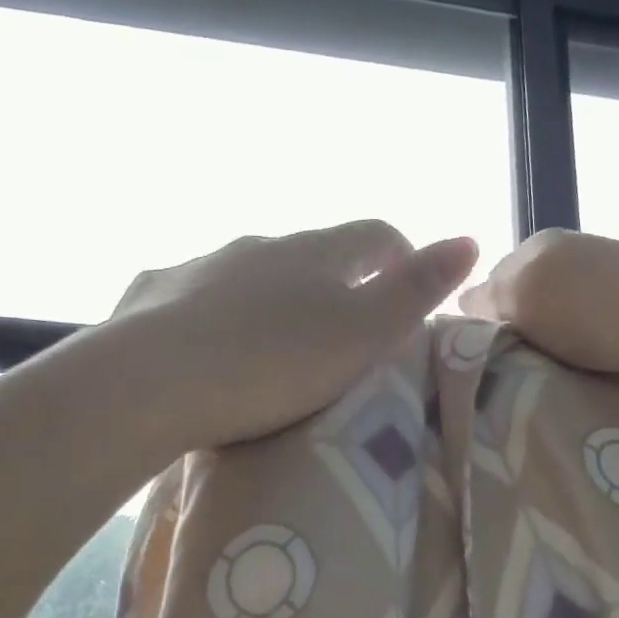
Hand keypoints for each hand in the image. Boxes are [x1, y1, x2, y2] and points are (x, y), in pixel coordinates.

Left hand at [113, 221, 477, 449]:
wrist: (149, 382)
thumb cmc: (273, 363)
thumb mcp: (363, 334)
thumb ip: (417, 290)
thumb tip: (469, 239)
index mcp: (315, 252)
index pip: (375, 235)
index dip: (400, 256)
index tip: (408, 289)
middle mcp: (258, 245)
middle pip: (311, 252)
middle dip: (334, 281)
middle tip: (342, 330)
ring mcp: (200, 265)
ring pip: (250, 272)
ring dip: (271, 297)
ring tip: (274, 345)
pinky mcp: (154, 293)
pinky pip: (194, 295)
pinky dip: (213, 313)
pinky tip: (206, 347)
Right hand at [459, 228, 618, 403]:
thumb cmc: (599, 308)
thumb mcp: (524, 293)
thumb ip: (488, 298)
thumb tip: (463, 303)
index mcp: (542, 248)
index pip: (490, 285)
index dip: (481, 324)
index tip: (476, 364)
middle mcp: (574, 265)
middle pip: (527, 312)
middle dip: (517, 346)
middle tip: (505, 387)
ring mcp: (610, 296)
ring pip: (559, 336)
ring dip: (552, 363)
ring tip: (540, 397)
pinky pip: (593, 352)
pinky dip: (585, 370)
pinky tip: (580, 390)